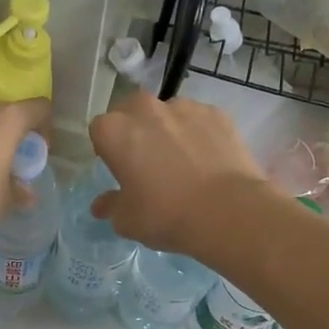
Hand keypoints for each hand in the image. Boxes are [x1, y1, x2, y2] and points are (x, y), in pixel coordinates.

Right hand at [88, 92, 272, 256]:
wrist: (227, 211)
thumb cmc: (166, 215)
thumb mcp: (128, 220)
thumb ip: (111, 206)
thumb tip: (101, 204)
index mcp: (115, 131)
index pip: (100, 130)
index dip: (109, 148)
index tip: (120, 168)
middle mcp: (146, 109)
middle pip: (132, 111)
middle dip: (136, 129)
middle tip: (148, 160)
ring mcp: (184, 107)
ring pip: (168, 113)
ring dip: (169, 129)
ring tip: (184, 161)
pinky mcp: (217, 113)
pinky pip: (200, 120)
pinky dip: (200, 133)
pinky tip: (209, 160)